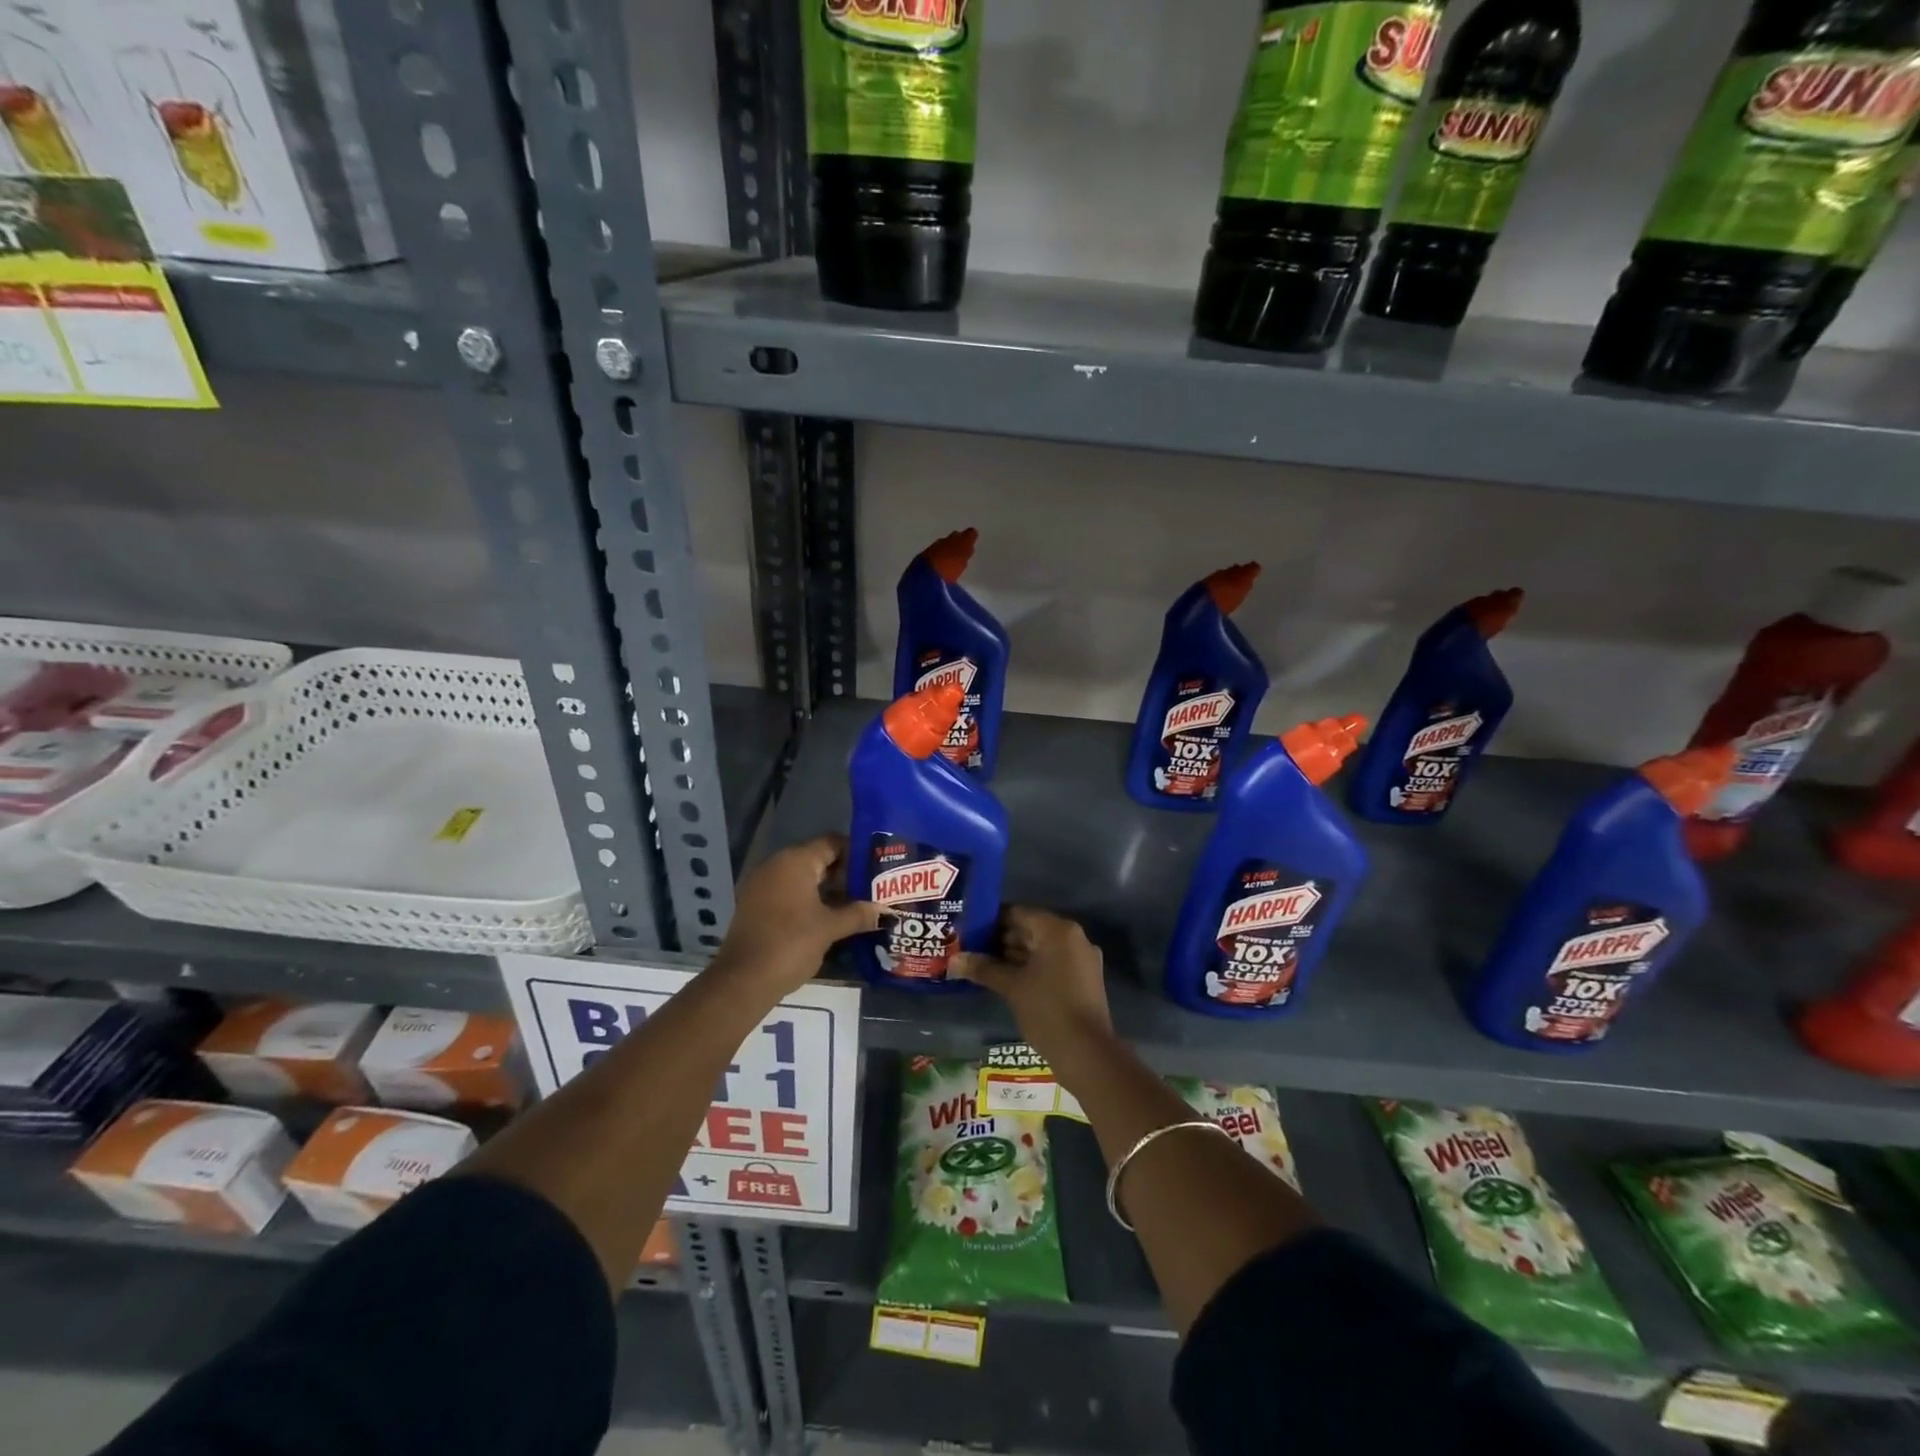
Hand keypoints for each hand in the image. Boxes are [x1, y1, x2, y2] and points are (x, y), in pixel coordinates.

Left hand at [712, 834, 880, 996]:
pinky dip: (809, 900)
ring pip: (803, 878)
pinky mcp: (756, 905)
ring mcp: (763, 885)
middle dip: (845, 874)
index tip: (877, 868)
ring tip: (857, 905)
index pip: (832, 842)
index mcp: (795, 861)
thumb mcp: (830, 928)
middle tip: (872, 889)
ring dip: (828, 890)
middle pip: (818, 859)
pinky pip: (789, 892)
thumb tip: (888, 912)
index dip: (856, 853)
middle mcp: (776, 865)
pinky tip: (830, 918)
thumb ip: (859, 914)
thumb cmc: (791, 944)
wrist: (743, 980)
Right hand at [953, 907, 1112, 1064]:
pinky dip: (1030, 967)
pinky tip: (1006, 979)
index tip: (968, 930)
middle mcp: (1073, 937)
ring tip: (982, 964)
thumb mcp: (1012, 987)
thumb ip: (983, 968)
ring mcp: (1081, 959)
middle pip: (1030, 929)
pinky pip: (1052, 963)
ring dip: (1013, 955)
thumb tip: (953, 961)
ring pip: (1041, 948)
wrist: (1087, 1053)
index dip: (991, 921)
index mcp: (1057, 930)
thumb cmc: (1047, 1010)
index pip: (1018, 913)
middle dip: (1000, 939)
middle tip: (970, 948)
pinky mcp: (1083, 979)